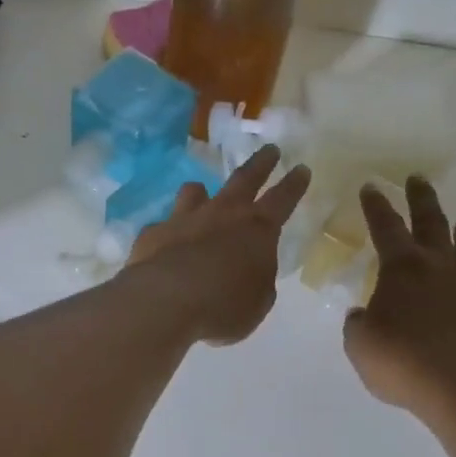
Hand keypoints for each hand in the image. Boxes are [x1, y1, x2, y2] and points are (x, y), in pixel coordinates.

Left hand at [125, 145, 311, 345]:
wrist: (167, 301)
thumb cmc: (224, 306)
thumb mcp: (257, 302)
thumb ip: (257, 280)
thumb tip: (248, 270)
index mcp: (258, 230)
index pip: (283, 199)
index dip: (294, 185)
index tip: (302, 168)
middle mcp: (222, 214)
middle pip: (245, 179)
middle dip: (261, 163)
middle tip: (269, 150)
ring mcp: (185, 218)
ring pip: (196, 192)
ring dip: (202, 193)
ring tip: (202, 192)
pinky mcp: (154, 233)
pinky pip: (164, 226)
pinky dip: (168, 232)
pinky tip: (165, 243)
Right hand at [344, 177, 455, 421]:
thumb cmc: (401, 361)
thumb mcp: (360, 344)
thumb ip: (359, 324)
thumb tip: (364, 315)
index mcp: (401, 268)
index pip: (385, 227)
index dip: (376, 206)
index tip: (371, 186)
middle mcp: (436, 268)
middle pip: (431, 222)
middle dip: (421, 199)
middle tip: (417, 180)